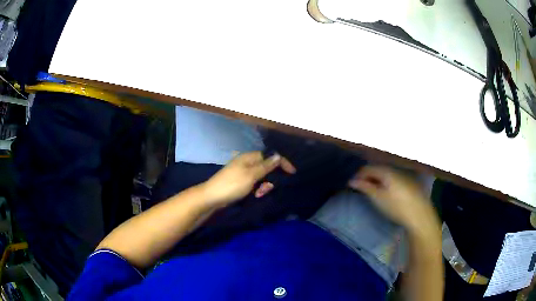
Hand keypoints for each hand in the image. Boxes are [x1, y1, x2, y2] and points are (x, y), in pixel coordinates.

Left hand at [200, 151, 294, 206]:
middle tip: (265, 190)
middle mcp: (247, 163)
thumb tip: (278, 155)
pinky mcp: (241, 183)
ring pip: (262, 178)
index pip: (270, 156)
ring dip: (263, 186)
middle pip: (267, 168)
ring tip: (258, 194)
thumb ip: (266, 166)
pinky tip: (254, 196)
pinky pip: (255, 184)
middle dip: (270, 179)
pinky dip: (257, 190)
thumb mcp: (251, 175)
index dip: (282, 163)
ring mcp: (243, 173)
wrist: (212, 197)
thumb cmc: (232, 184)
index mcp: (249, 157)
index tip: (292, 173)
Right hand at [348, 166, 438, 232]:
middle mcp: (396, 170)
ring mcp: (405, 176)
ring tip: (373, 191)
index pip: (369, 168)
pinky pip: (394, 179)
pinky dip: (387, 183)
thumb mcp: (378, 198)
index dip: (359, 175)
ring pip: (387, 174)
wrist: (419, 216)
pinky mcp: (410, 184)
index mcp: (387, 172)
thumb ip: (365, 188)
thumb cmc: (396, 207)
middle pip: (378, 170)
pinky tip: (387, 193)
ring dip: (377, 180)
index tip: (352, 185)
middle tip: (361, 189)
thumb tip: (352, 181)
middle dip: (368, 177)